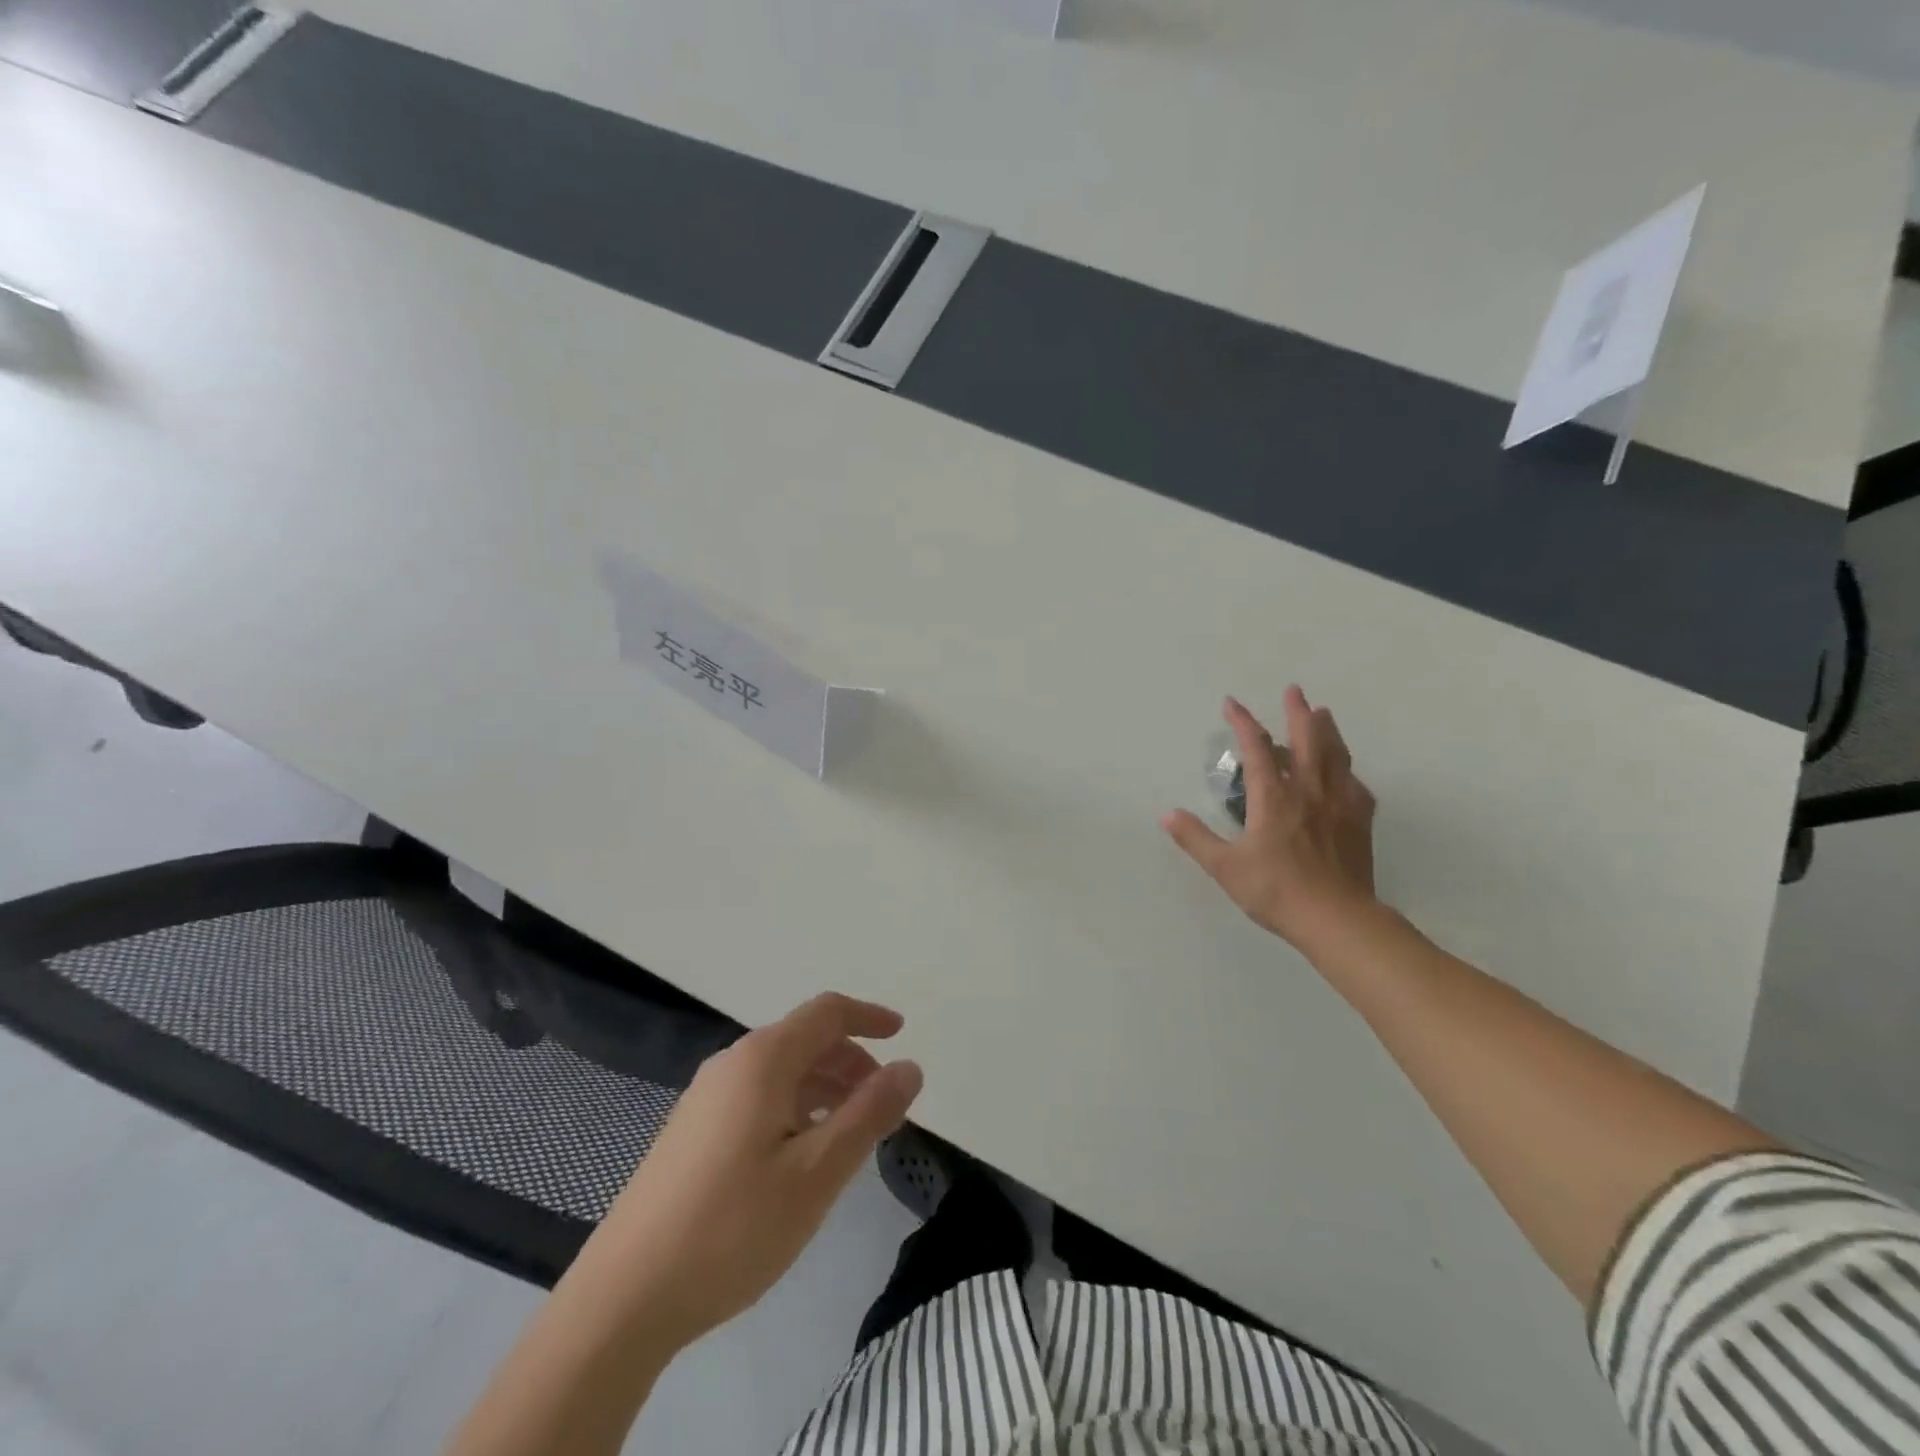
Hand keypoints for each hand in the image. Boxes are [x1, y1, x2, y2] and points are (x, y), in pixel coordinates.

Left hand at [584, 993, 922, 1350]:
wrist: (622, 1297)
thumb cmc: (732, 1227)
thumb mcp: (816, 1173)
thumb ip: (868, 1114)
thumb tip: (910, 1067)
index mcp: (762, 1060)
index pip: (826, 1012)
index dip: (869, 1016)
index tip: (903, 1034)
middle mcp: (732, 1064)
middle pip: (804, 1039)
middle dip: (851, 1060)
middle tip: (884, 1103)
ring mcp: (705, 1097)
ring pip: (781, 1071)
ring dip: (825, 1087)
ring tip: (851, 1134)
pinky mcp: (691, 1131)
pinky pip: (758, 1097)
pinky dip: (795, 1107)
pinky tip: (801, 1155)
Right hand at [1162, 687, 1377, 951]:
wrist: (1336, 919)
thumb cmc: (1276, 890)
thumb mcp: (1225, 867)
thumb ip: (1195, 838)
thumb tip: (1167, 814)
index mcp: (1274, 798)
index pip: (1256, 749)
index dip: (1243, 722)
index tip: (1232, 704)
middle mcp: (1309, 791)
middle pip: (1307, 741)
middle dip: (1298, 713)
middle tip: (1294, 691)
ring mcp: (1339, 805)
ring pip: (1336, 756)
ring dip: (1328, 731)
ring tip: (1324, 713)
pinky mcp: (1359, 822)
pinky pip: (1356, 786)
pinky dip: (1348, 772)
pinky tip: (1347, 774)